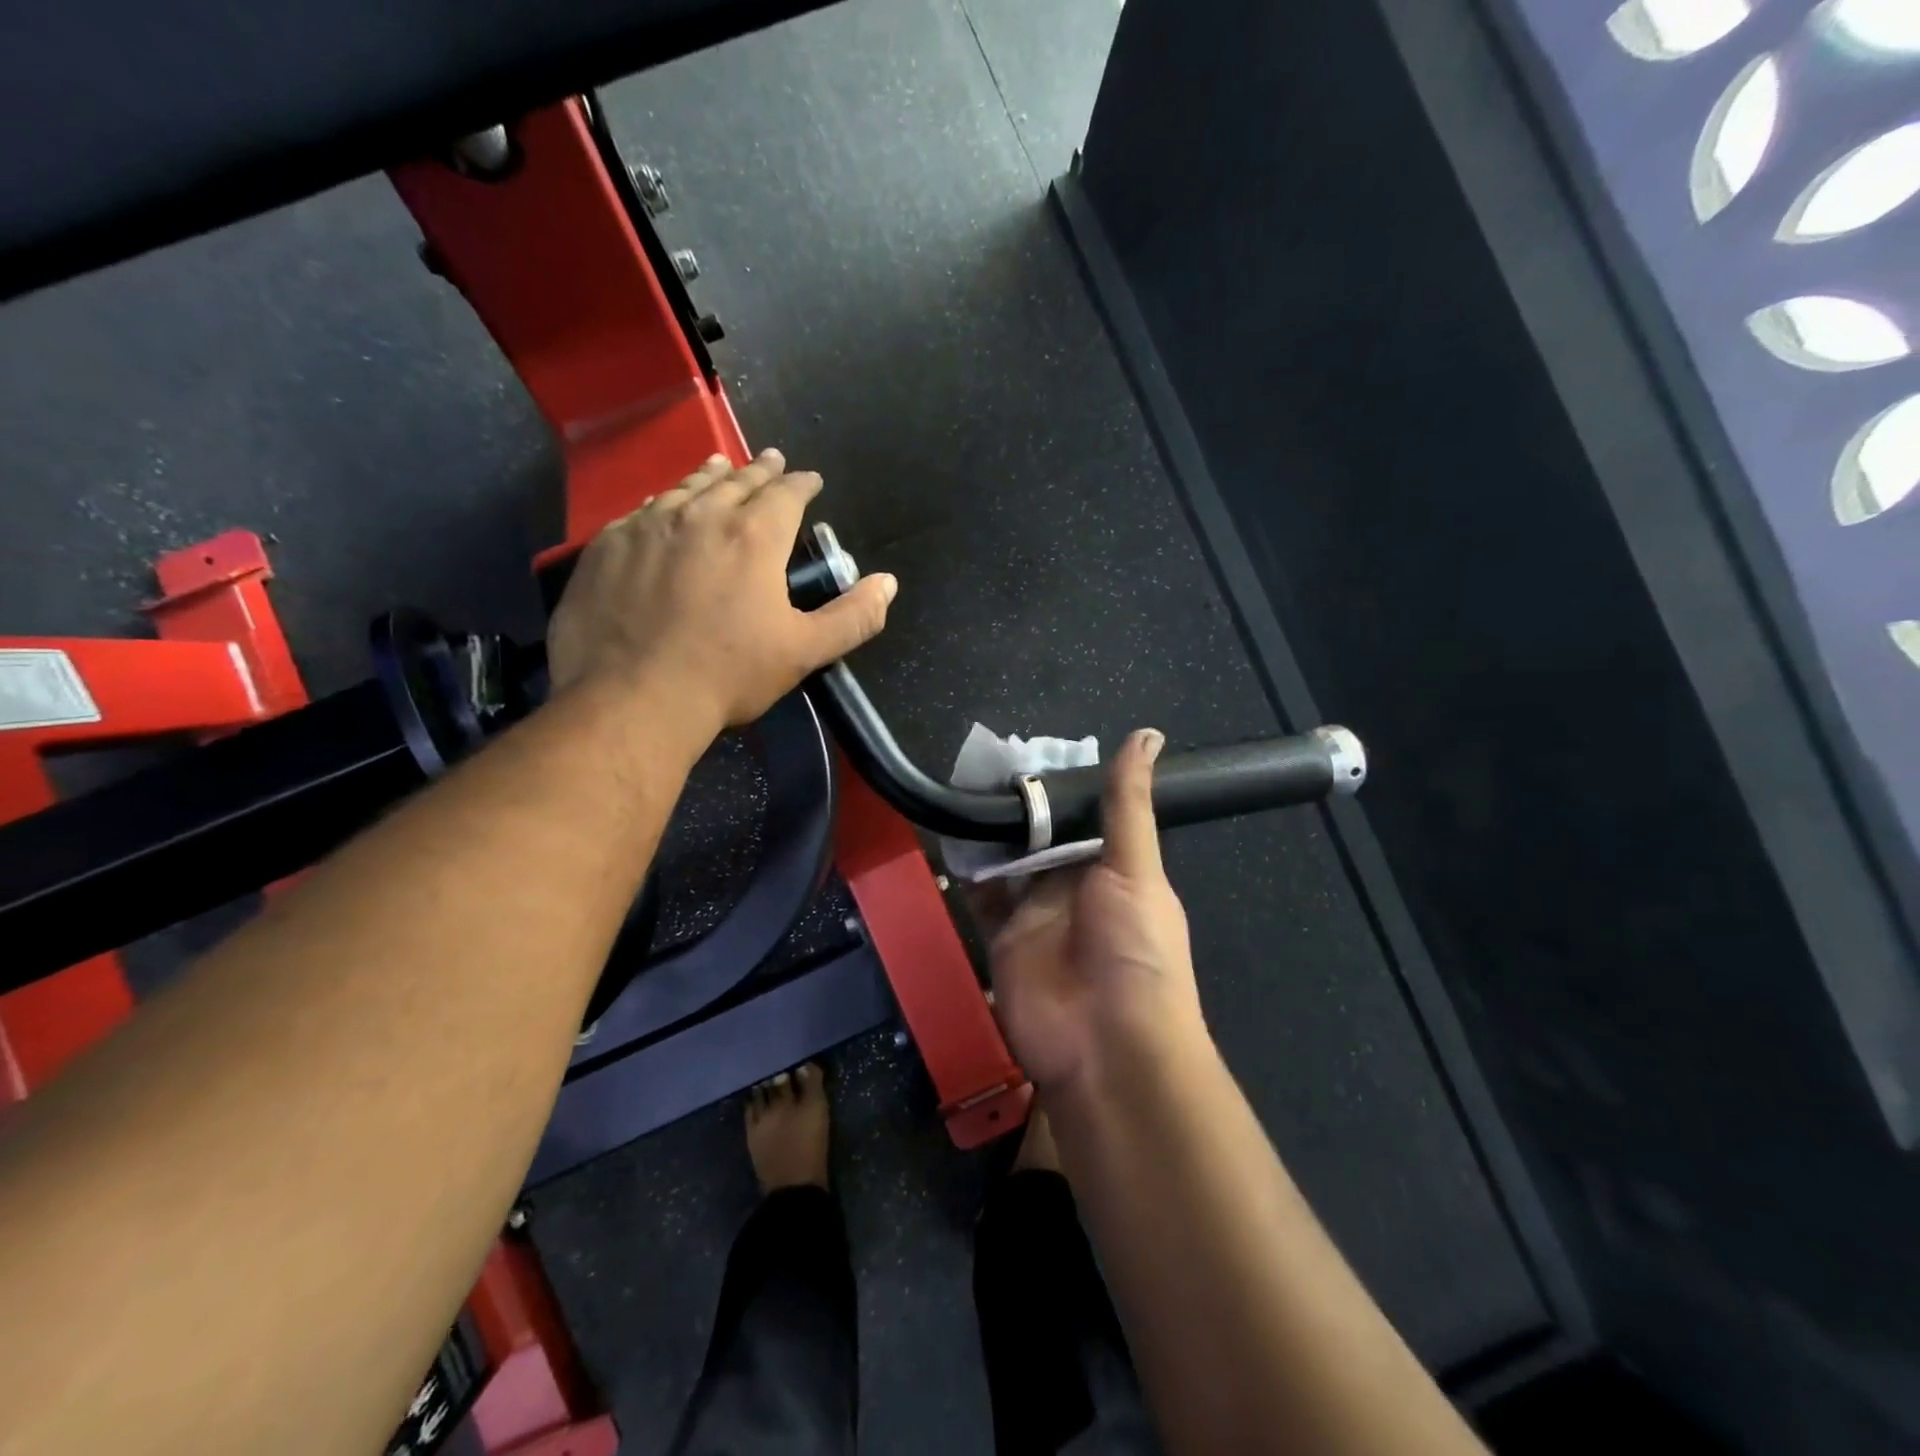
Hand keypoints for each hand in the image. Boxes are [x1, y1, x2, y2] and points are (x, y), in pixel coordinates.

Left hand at [547, 450, 896, 731]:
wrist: (632, 698)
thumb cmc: (728, 674)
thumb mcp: (804, 651)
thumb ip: (853, 617)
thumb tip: (888, 583)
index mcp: (753, 537)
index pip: (785, 494)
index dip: (802, 483)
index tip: (811, 478)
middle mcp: (701, 515)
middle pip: (736, 480)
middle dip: (760, 470)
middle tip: (771, 460)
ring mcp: (647, 526)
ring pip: (687, 487)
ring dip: (711, 475)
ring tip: (721, 466)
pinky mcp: (607, 546)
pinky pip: (642, 510)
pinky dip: (664, 502)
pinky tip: (663, 506)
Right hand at [988, 729, 1209, 1097]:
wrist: (1106, 1048)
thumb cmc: (1135, 950)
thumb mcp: (1137, 870)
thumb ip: (1128, 806)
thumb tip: (1148, 735)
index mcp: (1114, 869)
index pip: (1083, 816)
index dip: (1059, 788)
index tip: (1028, 750)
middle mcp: (1074, 887)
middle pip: (1042, 837)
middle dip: (1018, 808)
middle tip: (982, 764)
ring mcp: (1037, 914)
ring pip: (1008, 863)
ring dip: (991, 834)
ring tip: (963, 789)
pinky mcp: (1002, 938)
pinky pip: (982, 898)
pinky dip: (968, 872)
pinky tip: (951, 836)